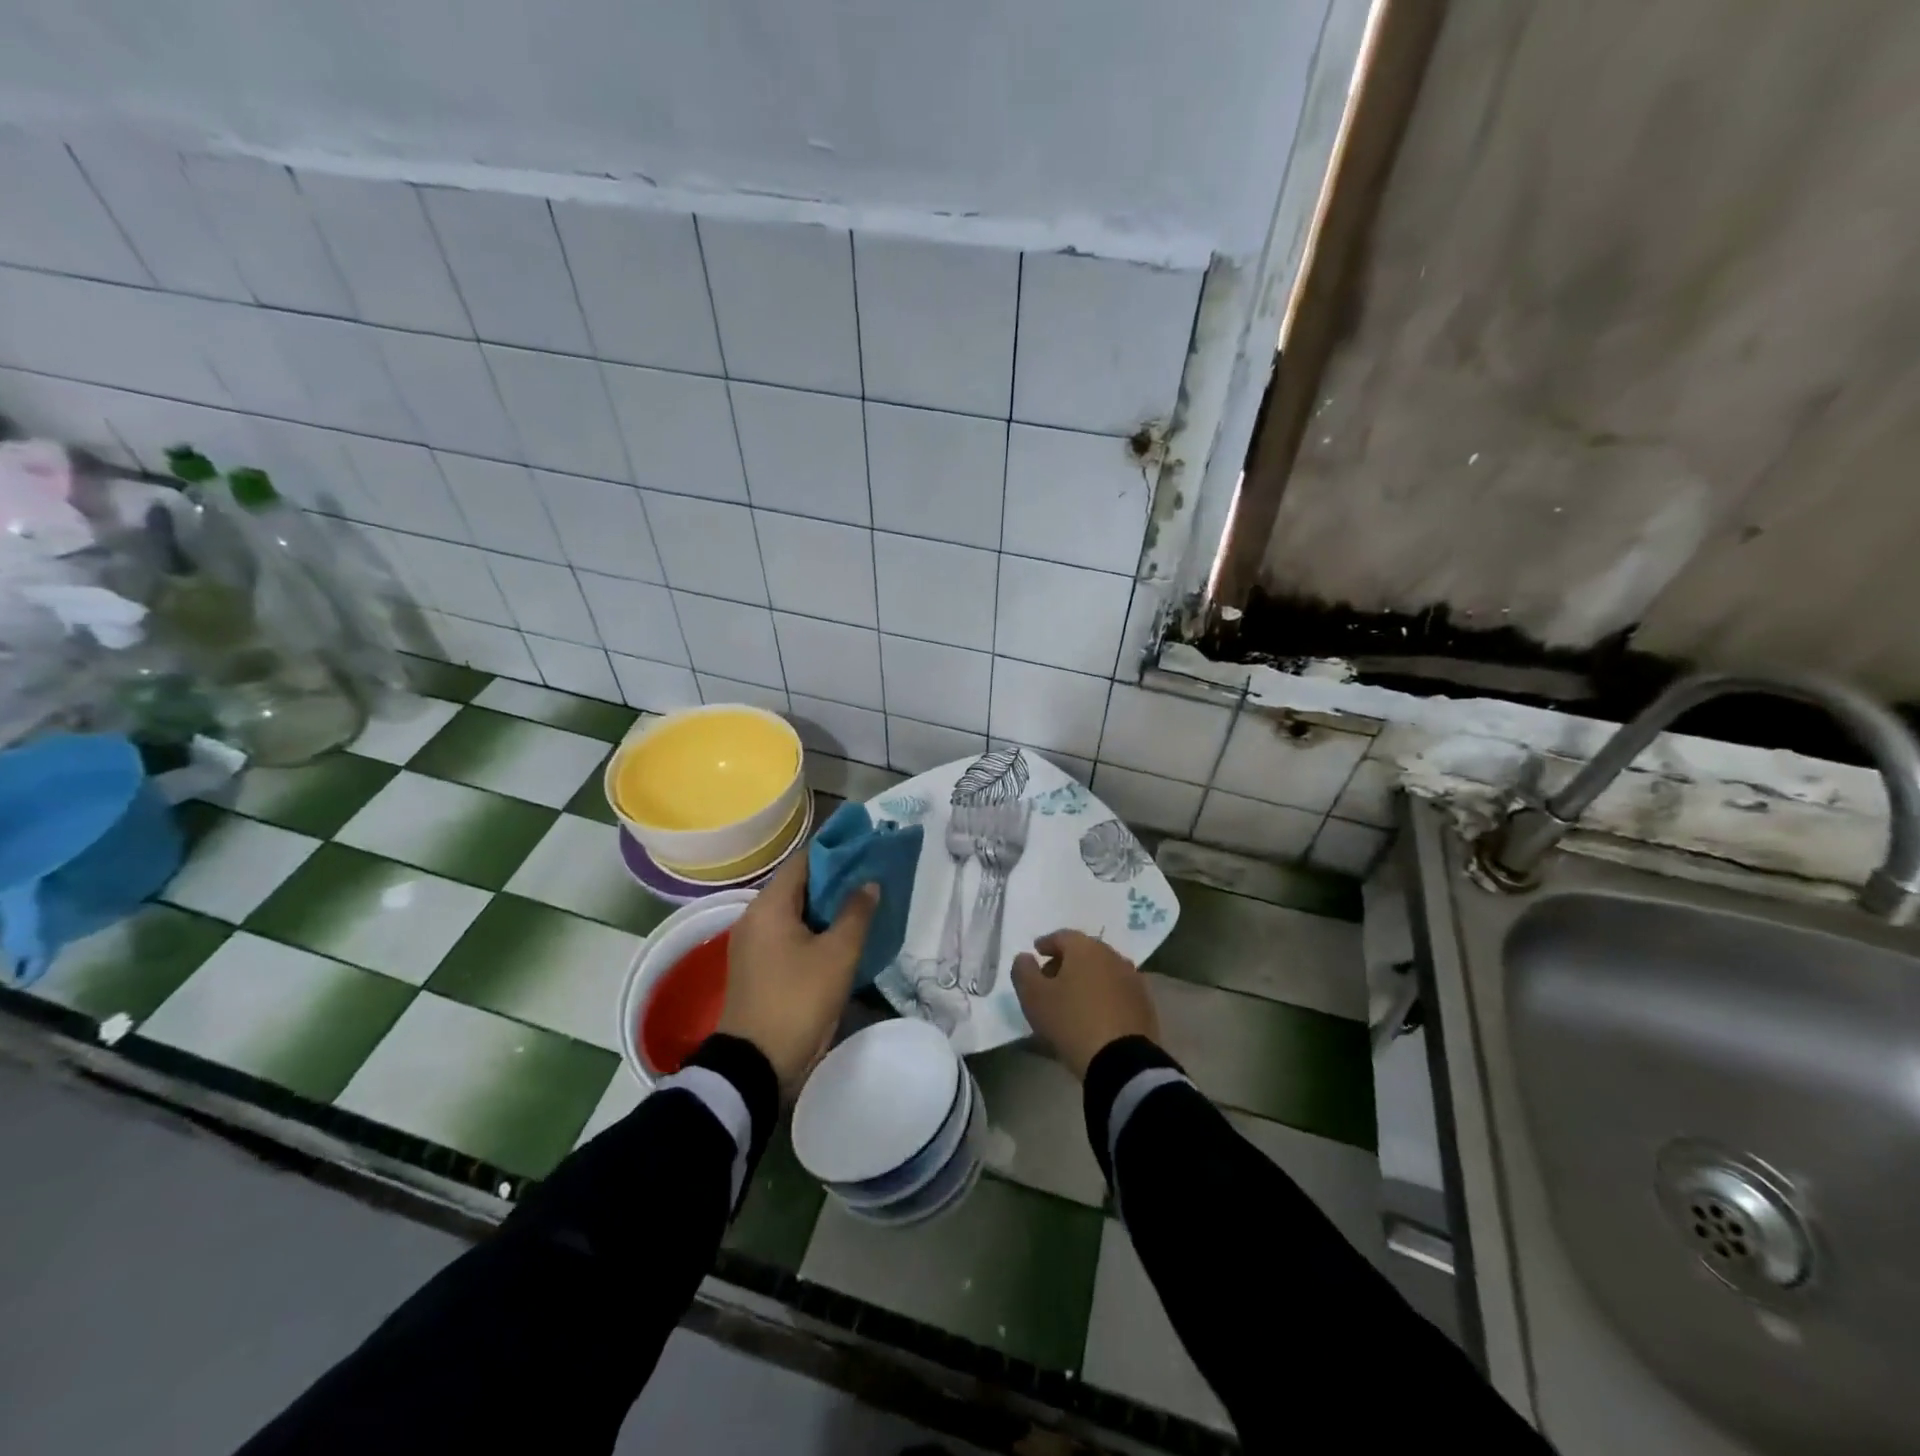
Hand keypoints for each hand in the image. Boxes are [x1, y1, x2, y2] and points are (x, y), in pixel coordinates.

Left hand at [717, 852, 877, 1097]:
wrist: (755, 1065)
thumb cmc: (798, 1000)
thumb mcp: (837, 955)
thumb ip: (856, 913)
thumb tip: (869, 883)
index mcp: (769, 906)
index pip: (804, 861)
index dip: (836, 852)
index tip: (866, 850)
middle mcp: (755, 917)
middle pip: (799, 885)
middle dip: (834, 881)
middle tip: (871, 879)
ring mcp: (752, 944)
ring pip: (795, 912)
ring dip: (825, 908)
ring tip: (862, 906)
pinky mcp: (756, 967)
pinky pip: (787, 934)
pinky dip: (812, 930)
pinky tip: (840, 937)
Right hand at [1011, 929, 1157, 1079]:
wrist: (1121, 1060)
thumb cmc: (1071, 1021)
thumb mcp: (1033, 997)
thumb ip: (1023, 971)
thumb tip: (1025, 957)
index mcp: (1085, 948)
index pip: (1062, 936)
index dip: (1046, 944)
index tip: (1036, 953)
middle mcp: (1112, 956)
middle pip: (1084, 952)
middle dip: (1066, 961)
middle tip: (1051, 978)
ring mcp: (1132, 979)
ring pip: (1103, 971)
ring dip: (1087, 978)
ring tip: (1073, 998)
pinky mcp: (1144, 1003)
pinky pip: (1117, 991)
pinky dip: (1103, 995)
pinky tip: (1095, 1012)